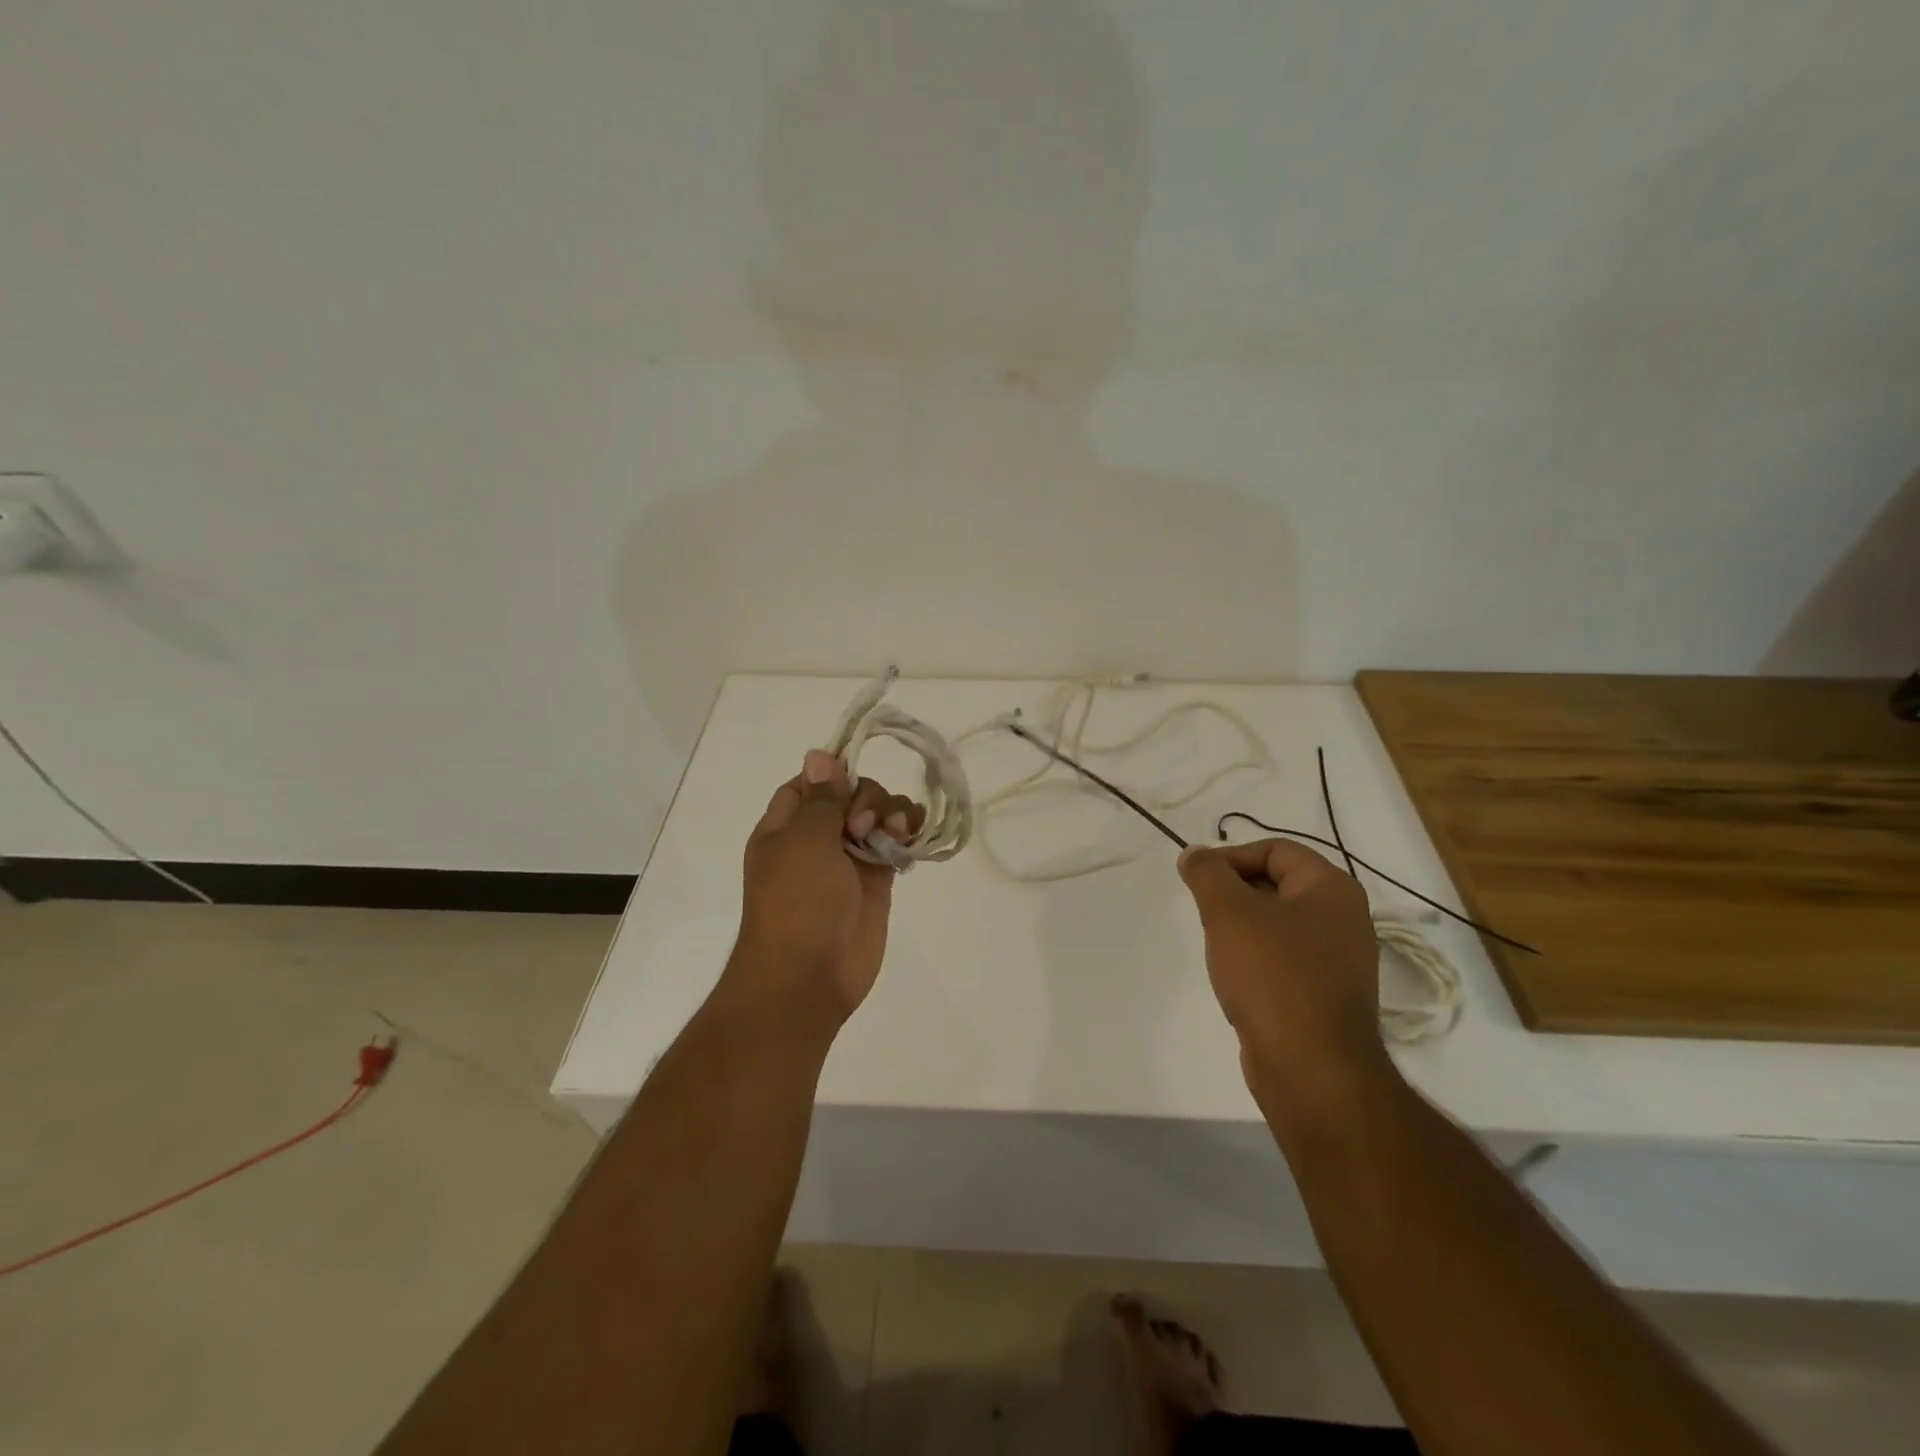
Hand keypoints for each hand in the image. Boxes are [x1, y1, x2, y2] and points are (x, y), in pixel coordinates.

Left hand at [723, 748, 926, 1028]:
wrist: (809, 976)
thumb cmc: (797, 903)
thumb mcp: (803, 841)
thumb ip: (821, 798)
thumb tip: (819, 754)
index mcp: (785, 827)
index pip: (811, 783)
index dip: (833, 775)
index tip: (851, 777)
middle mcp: (816, 839)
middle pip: (850, 794)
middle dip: (867, 799)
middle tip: (863, 827)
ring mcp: (848, 860)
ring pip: (877, 816)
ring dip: (892, 813)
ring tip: (896, 833)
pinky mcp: (875, 880)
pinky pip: (895, 844)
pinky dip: (908, 833)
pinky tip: (915, 833)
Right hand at [1177, 839, 1388, 1105]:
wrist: (1311, 1068)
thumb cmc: (1272, 975)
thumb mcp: (1228, 911)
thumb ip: (1206, 873)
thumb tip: (1195, 854)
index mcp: (1332, 889)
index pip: (1275, 850)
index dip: (1231, 857)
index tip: (1197, 880)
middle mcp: (1344, 919)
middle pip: (1277, 884)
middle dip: (1234, 893)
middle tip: (1204, 913)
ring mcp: (1339, 961)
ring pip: (1277, 924)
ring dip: (1242, 928)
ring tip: (1218, 947)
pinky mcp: (1326, 996)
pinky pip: (1284, 960)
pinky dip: (1256, 960)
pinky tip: (1236, 979)